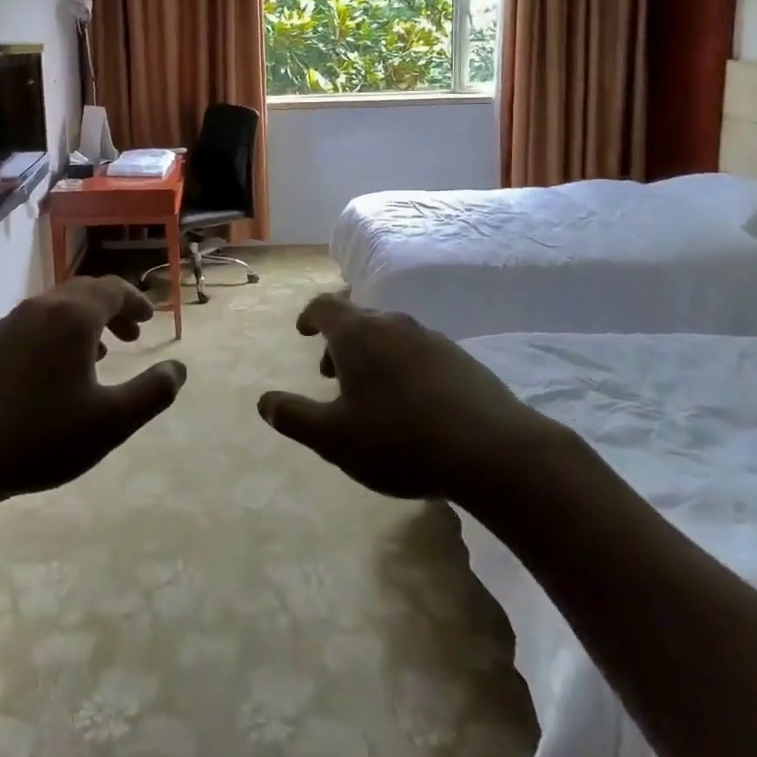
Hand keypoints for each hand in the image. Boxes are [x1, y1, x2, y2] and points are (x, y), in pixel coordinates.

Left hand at [0, 277, 184, 516]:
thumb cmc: (40, 437)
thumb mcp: (110, 423)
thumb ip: (152, 393)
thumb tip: (179, 369)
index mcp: (73, 317)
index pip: (113, 290)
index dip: (135, 301)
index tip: (149, 318)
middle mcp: (40, 308)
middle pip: (83, 292)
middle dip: (112, 309)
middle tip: (131, 336)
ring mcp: (6, 323)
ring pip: (55, 309)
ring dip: (82, 323)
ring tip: (97, 354)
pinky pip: (30, 325)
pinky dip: (54, 335)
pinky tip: (52, 373)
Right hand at [258, 294, 560, 500]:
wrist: (491, 450)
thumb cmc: (400, 439)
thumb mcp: (334, 438)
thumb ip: (295, 417)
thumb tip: (265, 402)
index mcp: (358, 334)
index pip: (324, 306)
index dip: (309, 316)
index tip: (303, 332)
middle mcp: (394, 325)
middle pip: (358, 319)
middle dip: (340, 342)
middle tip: (331, 374)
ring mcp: (431, 338)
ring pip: (390, 335)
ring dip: (372, 355)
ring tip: (370, 393)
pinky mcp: (461, 359)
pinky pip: (418, 351)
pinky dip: (402, 366)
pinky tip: (412, 404)